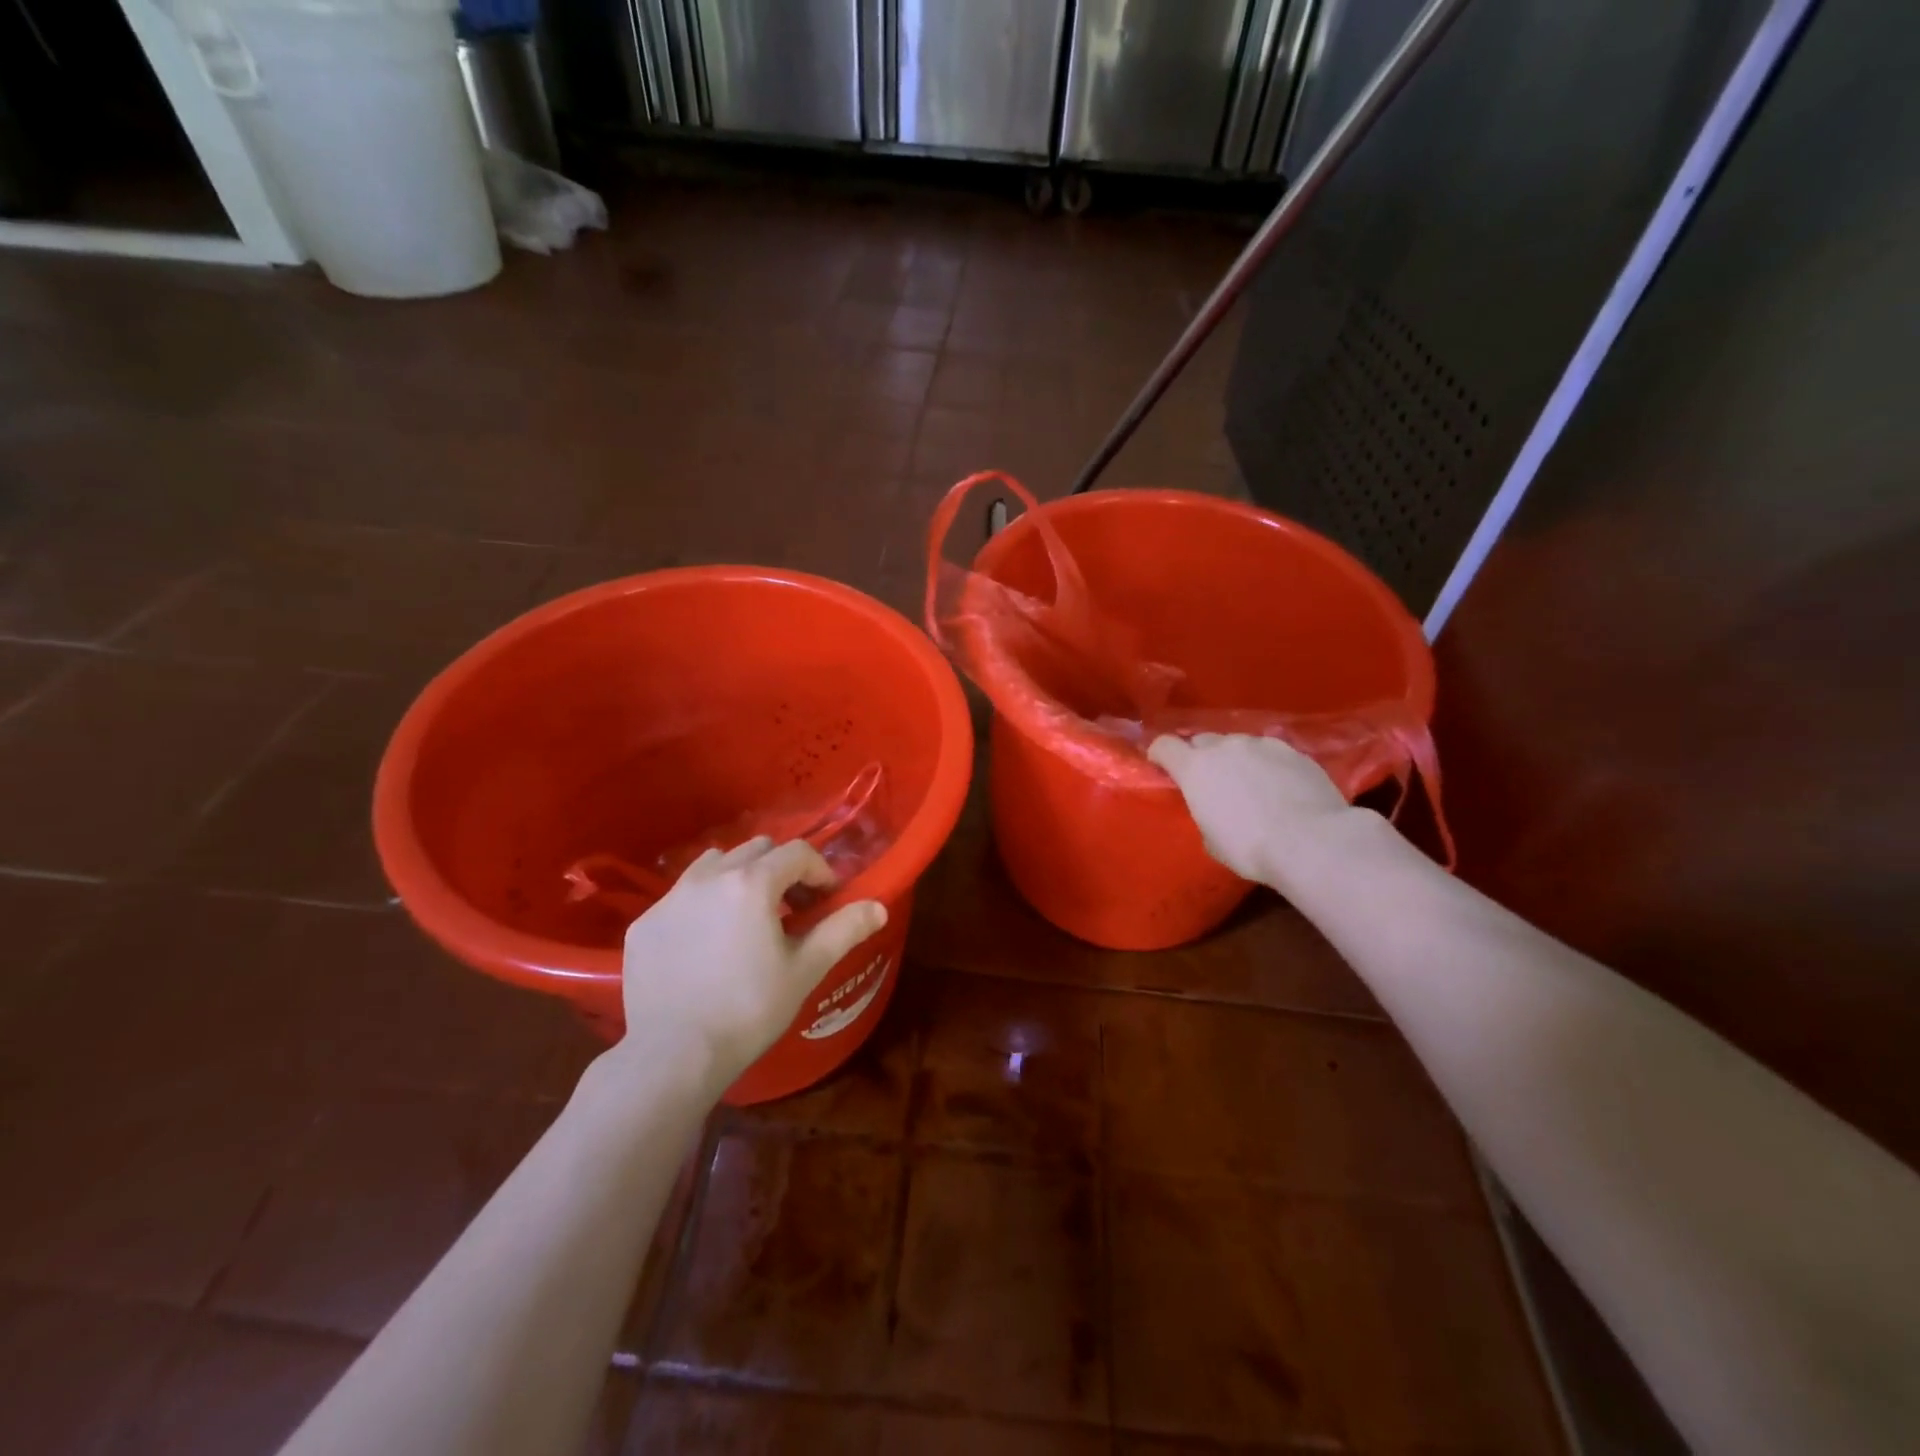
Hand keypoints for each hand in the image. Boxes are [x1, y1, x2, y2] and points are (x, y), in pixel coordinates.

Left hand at [617, 837, 886, 1087]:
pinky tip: (706, 944)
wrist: (674, 1056)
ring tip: (746, 917)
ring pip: (714, 864)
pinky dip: (702, 904)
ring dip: (739, 877)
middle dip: (781, 870)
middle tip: (791, 909)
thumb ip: (844, 929)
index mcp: (752, 883)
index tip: (827, 900)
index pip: (797, 853)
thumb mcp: (806, 969)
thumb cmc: (750, 1010)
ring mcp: (670, 899)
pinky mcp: (644, 924)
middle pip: (756, 850)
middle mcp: (709, 877)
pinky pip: (681, 896)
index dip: (820, 871)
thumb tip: (879, 907)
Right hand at [1149, 732, 1350, 886]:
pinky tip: (1280, 788)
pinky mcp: (1294, 751)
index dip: (1160, 755)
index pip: (1164, 745)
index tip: (1162, 767)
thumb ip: (1205, 811)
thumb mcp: (1212, 839)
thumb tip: (1216, 807)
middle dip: (1201, 757)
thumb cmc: (1249, 847)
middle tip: (1211, 782)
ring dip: (1237, 759)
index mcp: (1195, 768)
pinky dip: (1268, 765)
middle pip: (1202, 741)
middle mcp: (1225, 747)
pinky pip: (1270, 752)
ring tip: (1251, 785)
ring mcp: (1262, 745)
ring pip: (1239, 745)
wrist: (1311, 841)